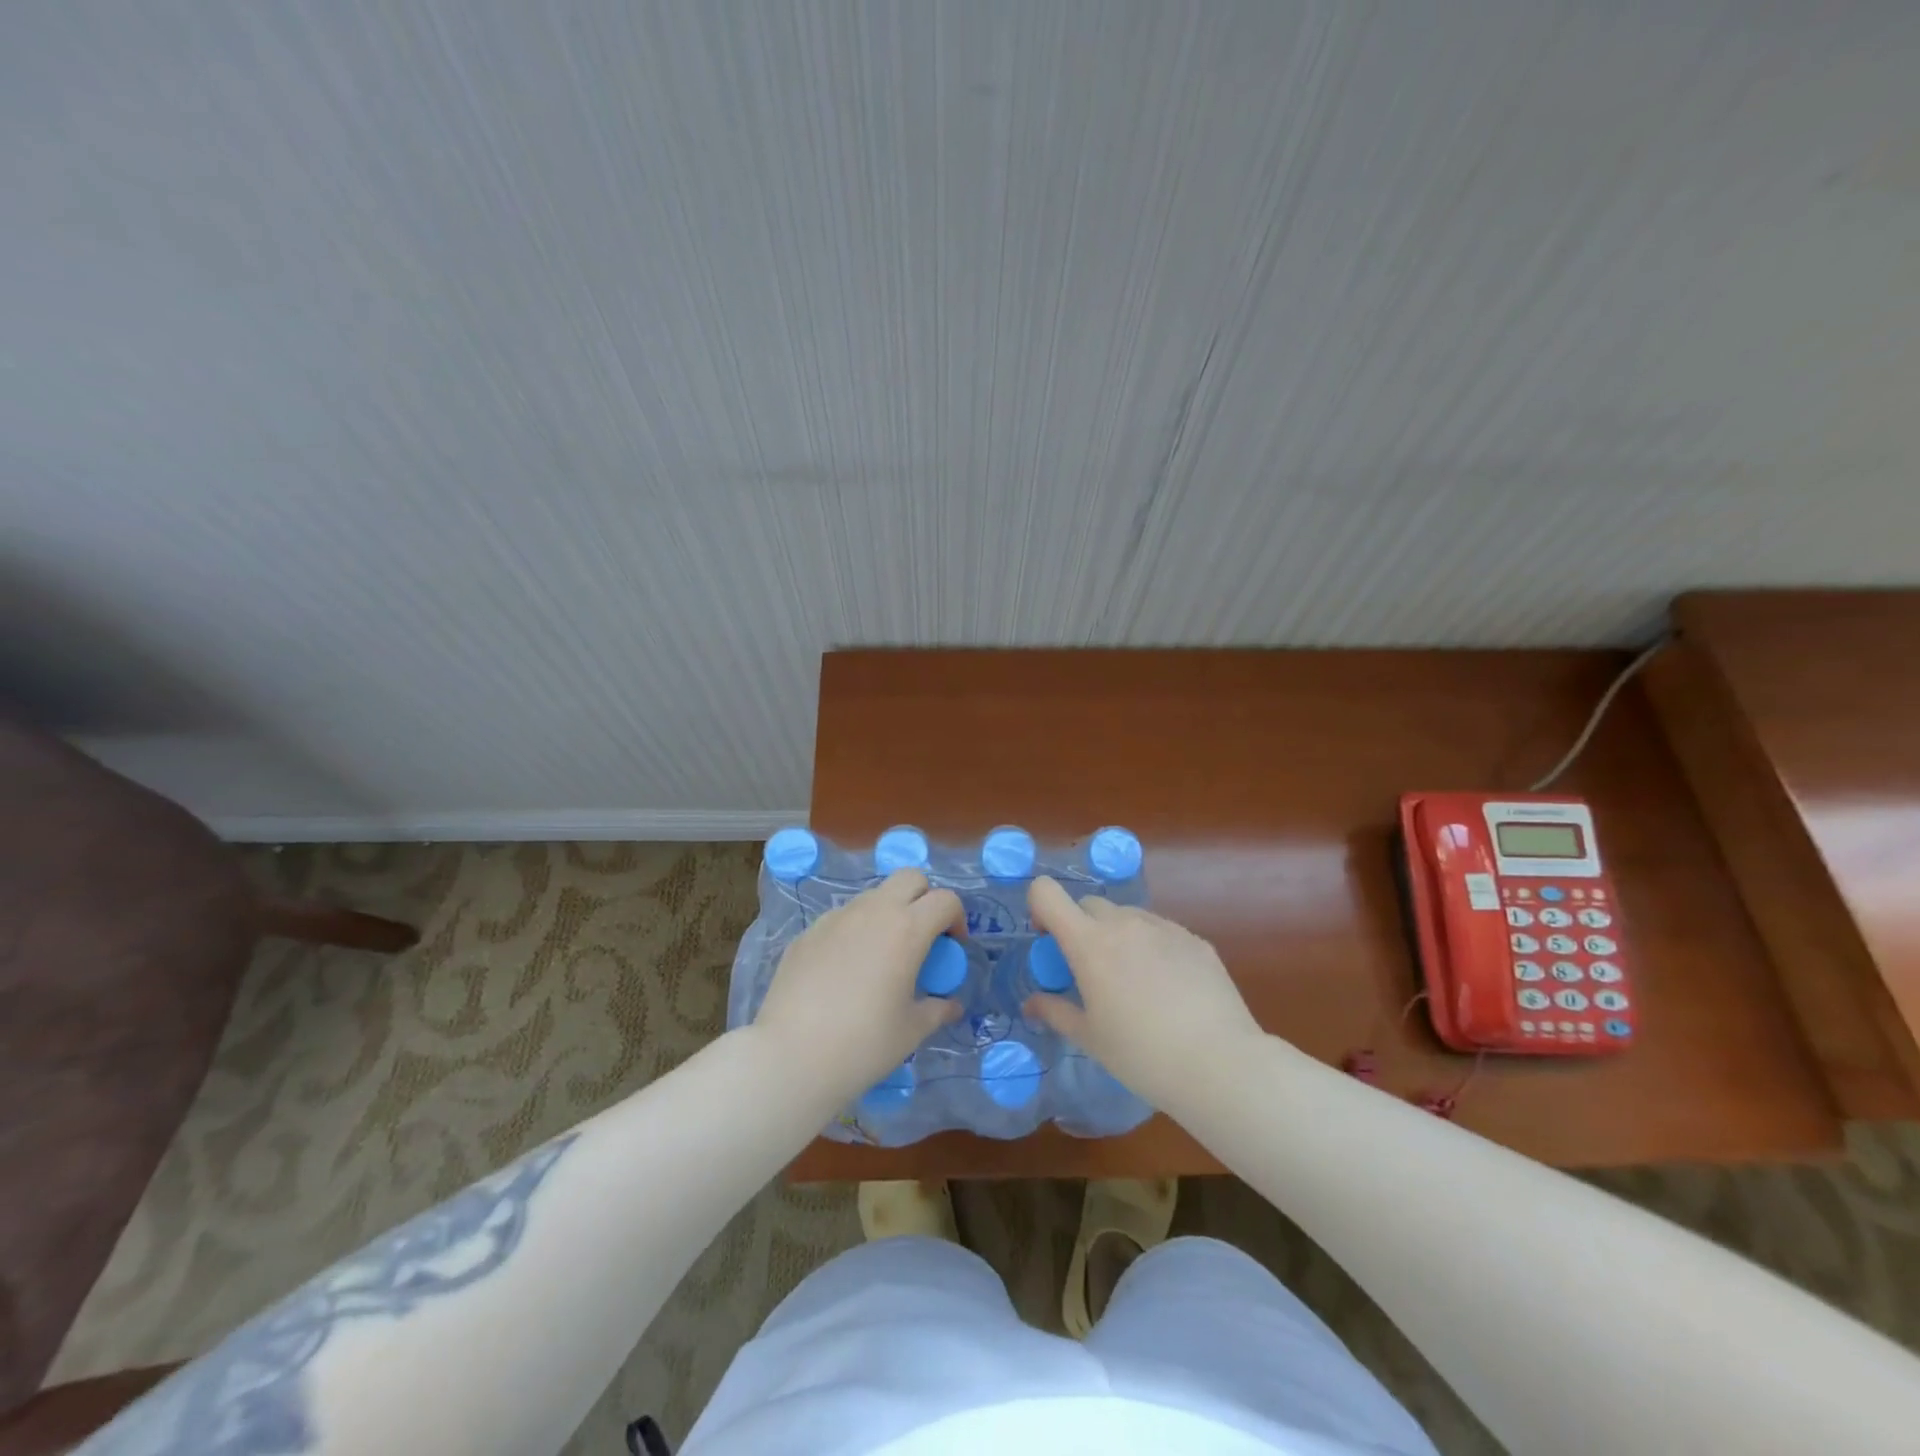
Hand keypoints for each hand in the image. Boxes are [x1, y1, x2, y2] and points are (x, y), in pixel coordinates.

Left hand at [751, 869, 964, 1105]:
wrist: (791, 1056)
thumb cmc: (863, 1044)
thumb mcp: (911, 1031)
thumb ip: (937, 1010)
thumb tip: (952, 1006)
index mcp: (907, 929)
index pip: (945, 900)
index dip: (956, 918)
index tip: (952, 947)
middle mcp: (873, 911)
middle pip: (910, 878)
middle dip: (924, 898)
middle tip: (923, 937)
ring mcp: (836, 918)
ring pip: (874, 896)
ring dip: (889, 913)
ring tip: (883, 957)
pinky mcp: (808, 932)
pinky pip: (842, 919)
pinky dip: (856, 931)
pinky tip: (846, 971)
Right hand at [1023, 875, 1262, 1111]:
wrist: (1219, 1064)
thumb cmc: (1142, 1055)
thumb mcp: (1090, 1038)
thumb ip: (1056, 1012)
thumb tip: (1031, 1004)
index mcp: (1089, 943)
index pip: (1047, 892)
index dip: (1040, 907)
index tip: (1047, 939)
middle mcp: (1124, 923)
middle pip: (1089, 904)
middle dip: (1080, 927)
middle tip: (1088, 969)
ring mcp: (1164, 927)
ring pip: (1128, 916)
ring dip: (1117, 935)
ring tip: (1132, 980)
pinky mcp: (1195, 940)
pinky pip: (1161, 931)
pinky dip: (1151, 946)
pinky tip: (1168, 988)